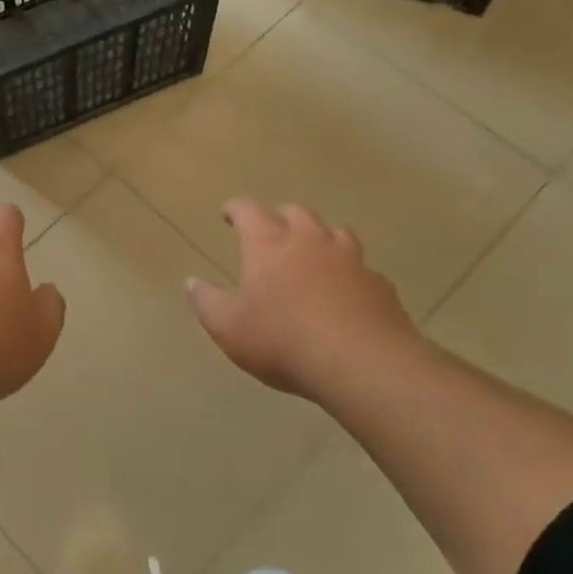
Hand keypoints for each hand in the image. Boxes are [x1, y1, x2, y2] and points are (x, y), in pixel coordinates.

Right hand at [186, 200, 438, 409]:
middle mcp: (310, 241)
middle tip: (271, 232)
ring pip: (335, 232)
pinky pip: (362, 268)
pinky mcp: (380, 285)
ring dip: (320, 237)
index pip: (248, 211)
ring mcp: (351, 260)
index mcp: (269, 244)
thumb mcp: (228, 327)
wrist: (364, 364)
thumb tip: (192, 283)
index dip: (236, 209)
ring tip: (313, 253)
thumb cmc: (283, 340)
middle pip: (296, 212)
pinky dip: (349, 273)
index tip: (228, 213)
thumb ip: (206, 302)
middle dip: (280, 217)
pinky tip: (346, 293)